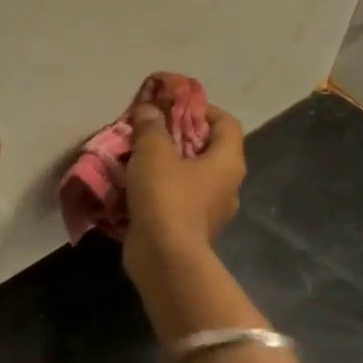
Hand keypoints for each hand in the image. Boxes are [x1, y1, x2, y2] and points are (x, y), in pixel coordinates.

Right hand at [122, 102, 245, 289]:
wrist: (165, 258)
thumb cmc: (167, 196)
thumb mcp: (153, 151)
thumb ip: (151, 125)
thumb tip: (149, 109)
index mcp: (228, 161)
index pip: (226, 122)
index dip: (201, 107)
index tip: (172, 104)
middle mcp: (227, 184)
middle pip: (206, 147)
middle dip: (177, 133)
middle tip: (148, 126)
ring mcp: (210, 209)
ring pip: (190, 173)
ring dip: (166, 161)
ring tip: (137, 153)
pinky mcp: (191, 227)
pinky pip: (178, 196)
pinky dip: (160, 186)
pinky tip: (135, 182)